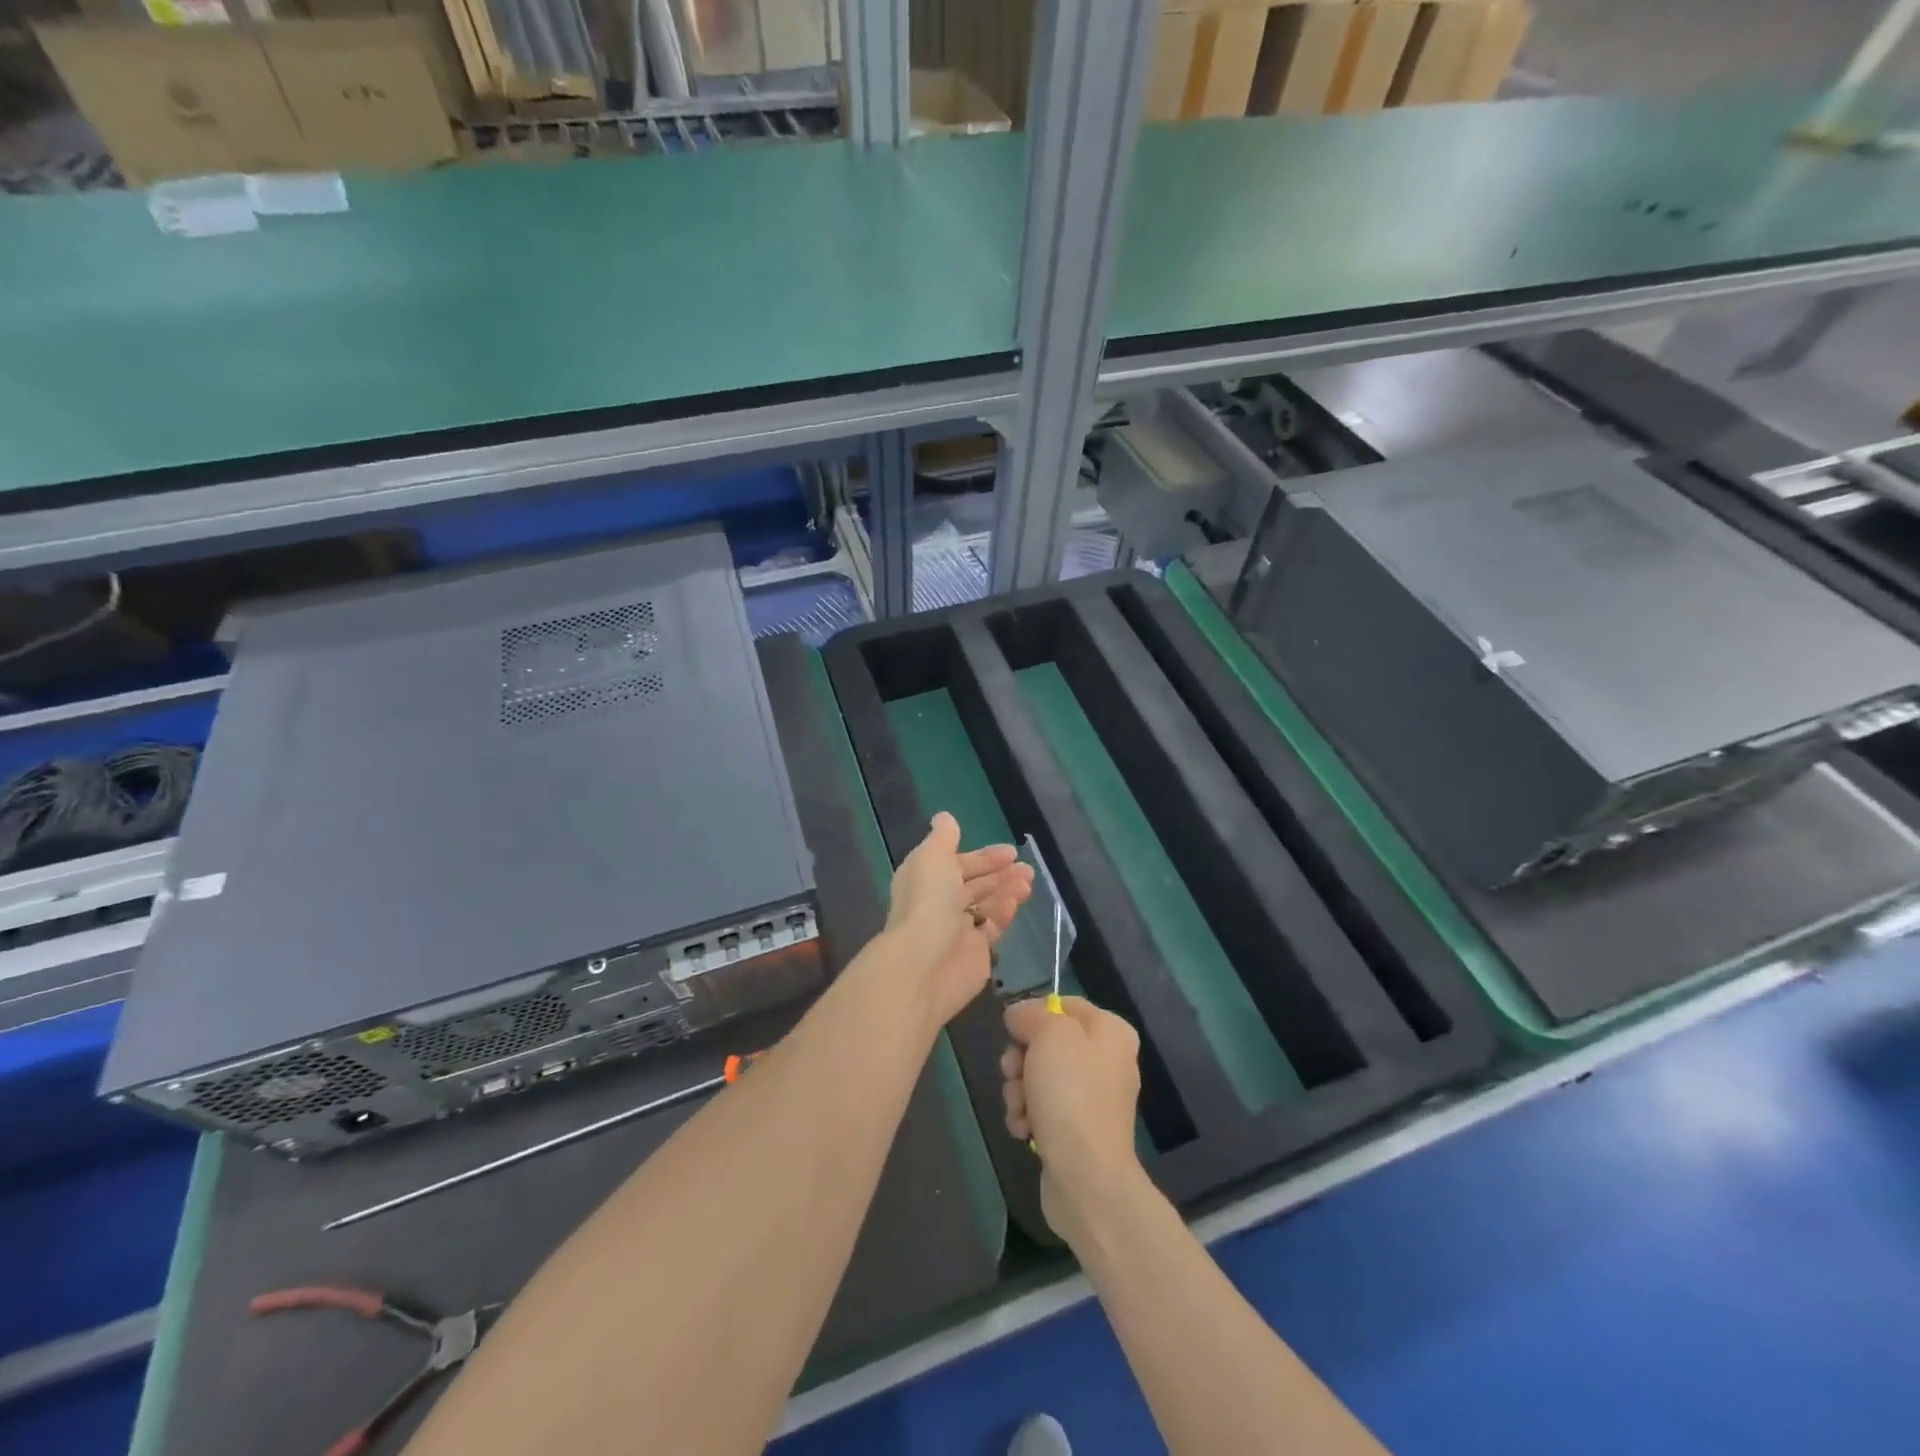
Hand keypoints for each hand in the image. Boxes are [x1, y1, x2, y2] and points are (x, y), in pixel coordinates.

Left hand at [884, 812, 1033, 1027]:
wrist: (925, 963)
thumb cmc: (928, 902)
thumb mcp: (932, 857)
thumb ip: (943, 837)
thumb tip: (944, 817)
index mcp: (926, 878)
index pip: (957, 863)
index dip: (982, 857)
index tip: (1010, 851)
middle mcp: (939, 903)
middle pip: (974, 885)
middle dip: (999, 873)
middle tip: (1026, 867)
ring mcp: (957, 930)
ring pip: (986, 904)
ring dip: (1006, 890)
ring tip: (1028, 881)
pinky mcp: (974, 953)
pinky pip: (992, 928)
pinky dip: (1004, 913)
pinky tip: (1016, 902)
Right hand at [1002, 997, 1147, 1247]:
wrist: (1086, 1177)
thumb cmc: (1071, 1094)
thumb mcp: (1049, 1035)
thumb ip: (1031, 1014)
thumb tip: (1019, 1015)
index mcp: (1110, 1031)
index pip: (1063, 1004)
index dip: (1033, 1015)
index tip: (1014, 1031)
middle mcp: (1105, 1060)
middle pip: (1046, 1042)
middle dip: (1021, 1059)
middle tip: (1014, 1073)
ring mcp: (1091, 1098)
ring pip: (1038, 1076)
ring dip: (1019, 1090)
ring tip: (1021, 1109)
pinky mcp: (1076, 1129)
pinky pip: (1042, 1108)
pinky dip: (1028, 1116)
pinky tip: (1025, 1130)